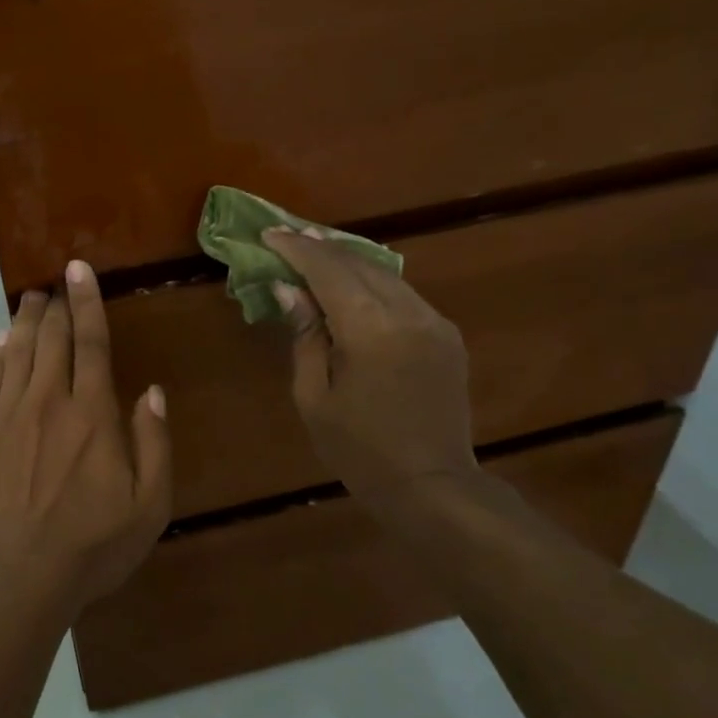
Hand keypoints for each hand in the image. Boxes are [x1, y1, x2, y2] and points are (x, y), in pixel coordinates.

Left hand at [0, 262, 172, 611]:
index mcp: (92, 414)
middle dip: (54, 306)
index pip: (91, 342)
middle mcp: (48, 401)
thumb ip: (154, 442)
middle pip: (51, 339)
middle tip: (54, 283)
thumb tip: (152, 391)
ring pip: (17, 353)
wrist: (15, 577)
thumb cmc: (92, 546)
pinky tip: (1, 342)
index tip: (78, 269)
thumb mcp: (149, 504)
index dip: (86, 302)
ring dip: (25, 322)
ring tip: (29, 299)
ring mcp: (7, 416)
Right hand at [264, 228, 479, 510]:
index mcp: (371, 329)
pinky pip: (403, 294)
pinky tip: (353, 284)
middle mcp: (408, 313)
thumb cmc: (360, 450)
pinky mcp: (446, 335)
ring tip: (316, 250)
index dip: (297, 249)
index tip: (270, 233)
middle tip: (289, 236)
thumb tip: (289, 289)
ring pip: (386, 273)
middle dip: (322, 247)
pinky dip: (373, 282)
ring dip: (348, 261)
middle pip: (359, 263)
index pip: (328, 270)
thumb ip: (305, 336)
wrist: (431, 484)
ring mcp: (434, 321)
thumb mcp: (314, 397)